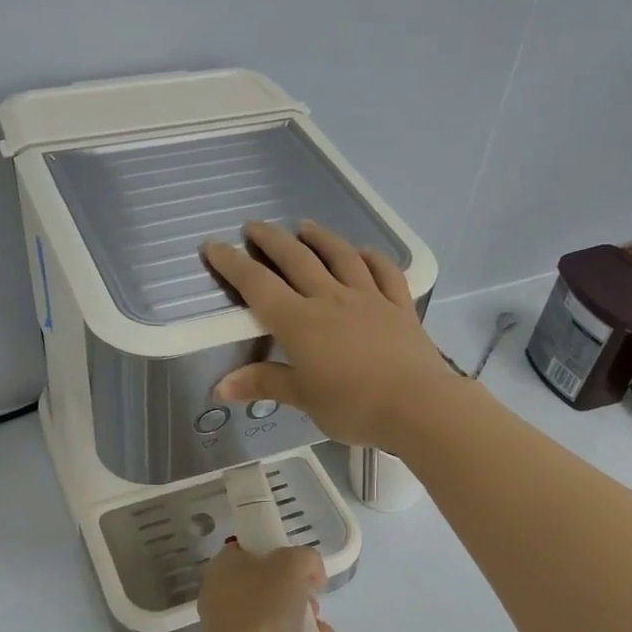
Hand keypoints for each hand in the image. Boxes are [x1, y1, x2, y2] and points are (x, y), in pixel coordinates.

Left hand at [197, 542, 333, 631]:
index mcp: (224, 566)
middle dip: (296, 589)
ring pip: (271, 611)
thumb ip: (305, 558)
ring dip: (300, 615)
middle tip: (311, 599)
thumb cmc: (266, 606)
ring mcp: (230, 625)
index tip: (301, 567)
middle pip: (266, 581)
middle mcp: (221, 593)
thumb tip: (311, 575)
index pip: (250, 548)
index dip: (279, 551)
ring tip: (318, 625)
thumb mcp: (293, 564)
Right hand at [202, 221, 463, 451]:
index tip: (213, 245)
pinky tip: (363, 252)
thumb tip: (220, 387)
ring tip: (305, 226)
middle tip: (254, 226)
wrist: (418, 405)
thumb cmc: (353, 406)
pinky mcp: (400, 306)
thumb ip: (264, 384)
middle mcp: (331, 299)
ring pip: (340, 257)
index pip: (258, 285)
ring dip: (320, 238)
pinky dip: (371, 257)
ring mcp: (369, 298)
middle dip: (271, 240)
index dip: (233, 264)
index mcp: (300, 322)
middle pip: (297, 260)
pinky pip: (385, 272)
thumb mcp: (303, 399)